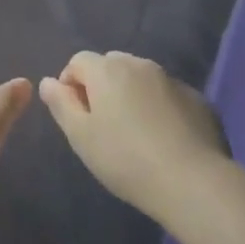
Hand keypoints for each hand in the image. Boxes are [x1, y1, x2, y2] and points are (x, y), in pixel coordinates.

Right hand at [39, 52, 228, 217]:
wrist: (193, 182)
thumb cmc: (126, 159)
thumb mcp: (81, 136)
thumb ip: (60, 104)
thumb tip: (48, 81)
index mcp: (107, 69)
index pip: (78, 61)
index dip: (70, 84)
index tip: (75, 116)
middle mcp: (139, 64)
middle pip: (110, 65)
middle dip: (101, 86)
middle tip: (103, 124)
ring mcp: (171, 79)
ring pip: (141, 78)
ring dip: (131, 95)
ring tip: (134, 133)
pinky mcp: (197, 99)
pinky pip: (167, 95)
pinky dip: (159, 107)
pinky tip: (164, 139)